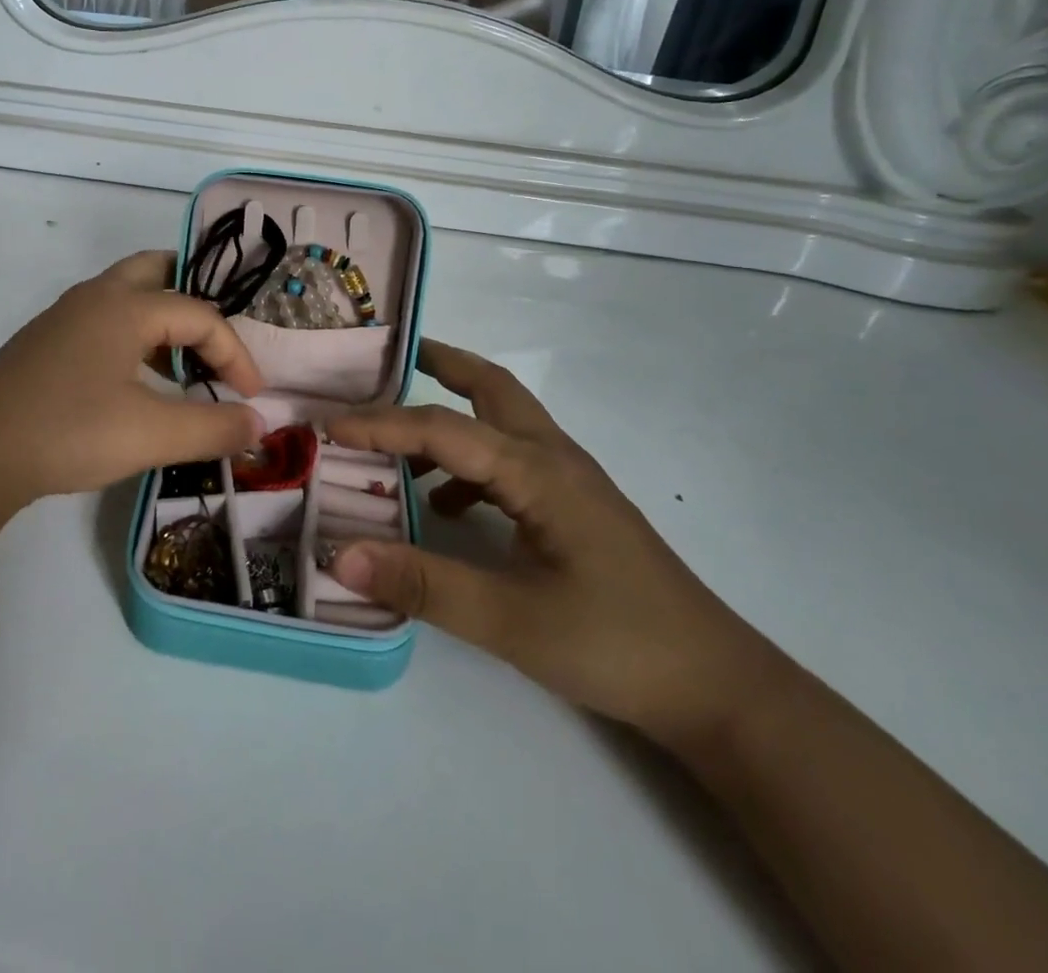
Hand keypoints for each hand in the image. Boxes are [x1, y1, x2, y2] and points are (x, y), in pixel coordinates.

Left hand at [0, 252, 265, 522]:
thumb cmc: (67, 432)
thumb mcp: (150, 435)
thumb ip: (212, 428)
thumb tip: (258, 424)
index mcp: (125, 306)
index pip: (200, 315)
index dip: (235, 353)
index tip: (251, 396)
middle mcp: (94, 297)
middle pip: (157, 271)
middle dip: (195, 300)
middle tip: (218, 338)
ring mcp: (63, 317)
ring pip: (126, 296)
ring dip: (161, 321)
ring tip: (182, 366)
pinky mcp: (43, 343)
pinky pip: (102, 321)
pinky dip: (132, 338)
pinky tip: (133, 383)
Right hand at [326, 340, 782, 748]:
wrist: (719, 690)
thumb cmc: (617, 644)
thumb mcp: (511, 621)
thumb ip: (424, 585)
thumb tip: (340, 554)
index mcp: (538, 470)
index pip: (443, 427)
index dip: (382, 423)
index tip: (328, 423)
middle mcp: (553, 459)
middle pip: (490, 388)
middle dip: (438, 364)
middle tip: (385, 359)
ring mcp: (569, 482)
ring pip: (501, 424)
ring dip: (450, 418)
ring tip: (397, 441)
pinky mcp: (575, 510)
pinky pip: (510, 463)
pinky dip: (470, 465)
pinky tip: (446, 509)